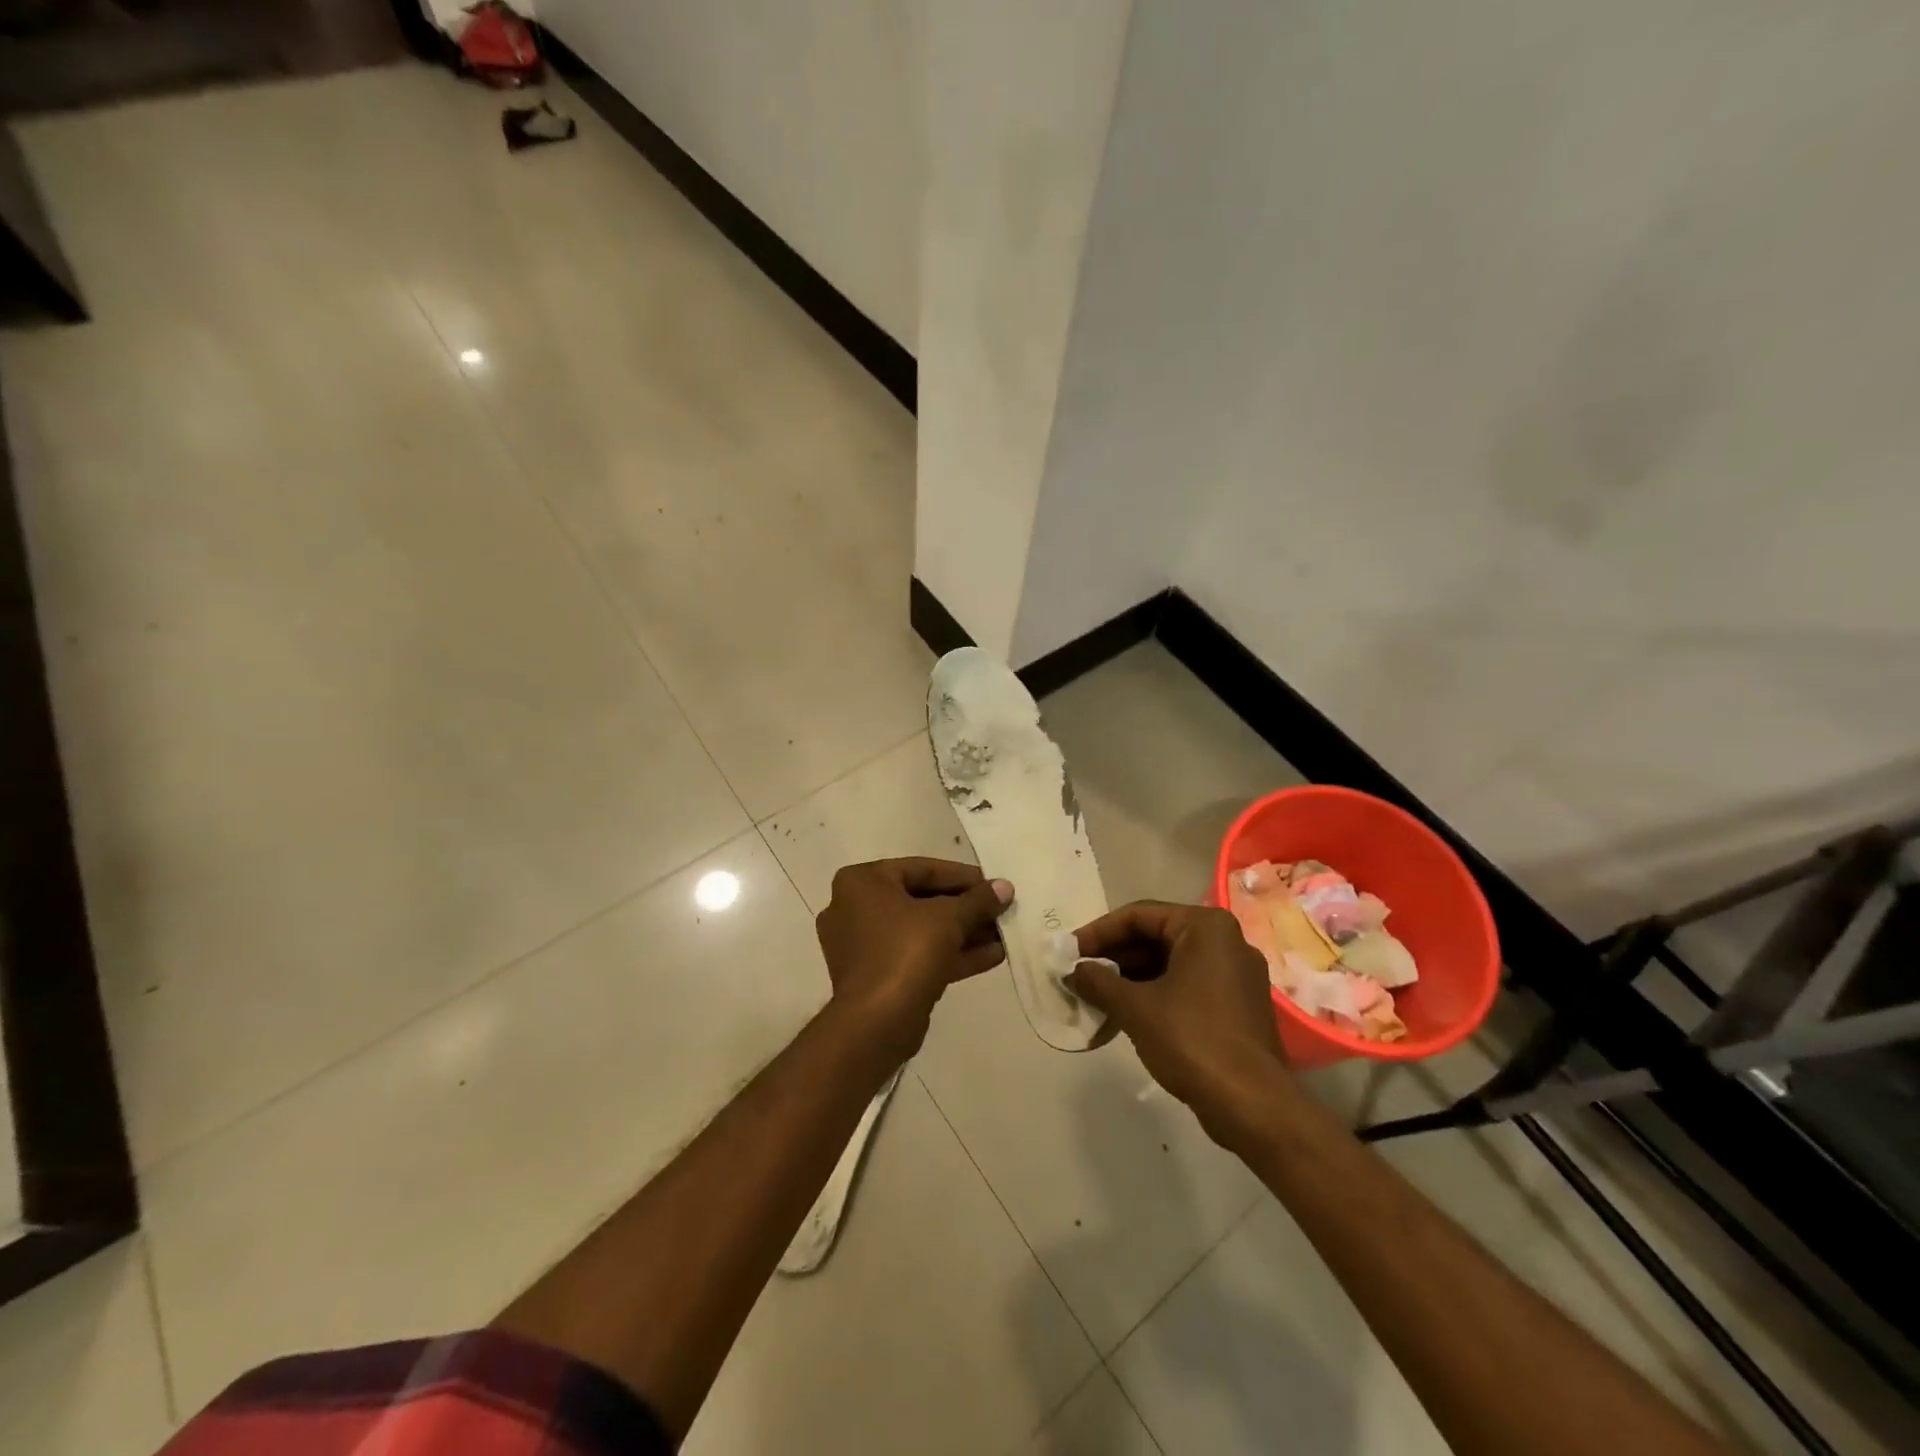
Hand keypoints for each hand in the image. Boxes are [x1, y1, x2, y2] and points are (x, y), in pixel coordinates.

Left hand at [814, 858, 1012, 1060]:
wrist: (874, 1024)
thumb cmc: (905, 952)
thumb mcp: (948, 918)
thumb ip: (978, 900)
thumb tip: (1005, 887)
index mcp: (862, 882)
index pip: (921, 869)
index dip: (962, 876)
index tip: (992, 884)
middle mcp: (855, 908)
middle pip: (922, 900)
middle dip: (965, 908)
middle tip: (1000, 910)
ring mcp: (863, 946)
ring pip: (921, 931)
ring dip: (963, 933)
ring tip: (1003, 934)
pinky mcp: (877, 977)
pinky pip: (917, 956)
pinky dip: (950, 954)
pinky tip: (992, 956)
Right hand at [1067, 901, 1285, 1144]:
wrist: (1253, 1105)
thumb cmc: (1192, 1039)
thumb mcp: (1135, 1008)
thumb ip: (1099, 982)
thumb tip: (1073, 972)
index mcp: (1205, 926)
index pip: (1139, 915)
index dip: (1098, 933)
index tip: (1069, 953)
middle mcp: (1225, 941)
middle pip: (1155, 937)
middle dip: (1114, 958)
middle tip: (1079, 976)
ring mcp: (1235, 974)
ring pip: (1169, 963)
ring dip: (1130, 979)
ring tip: (1095, 998)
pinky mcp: (1237, 1005)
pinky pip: (1186, 986)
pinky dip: (1154, 994)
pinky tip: (1124, 1015)